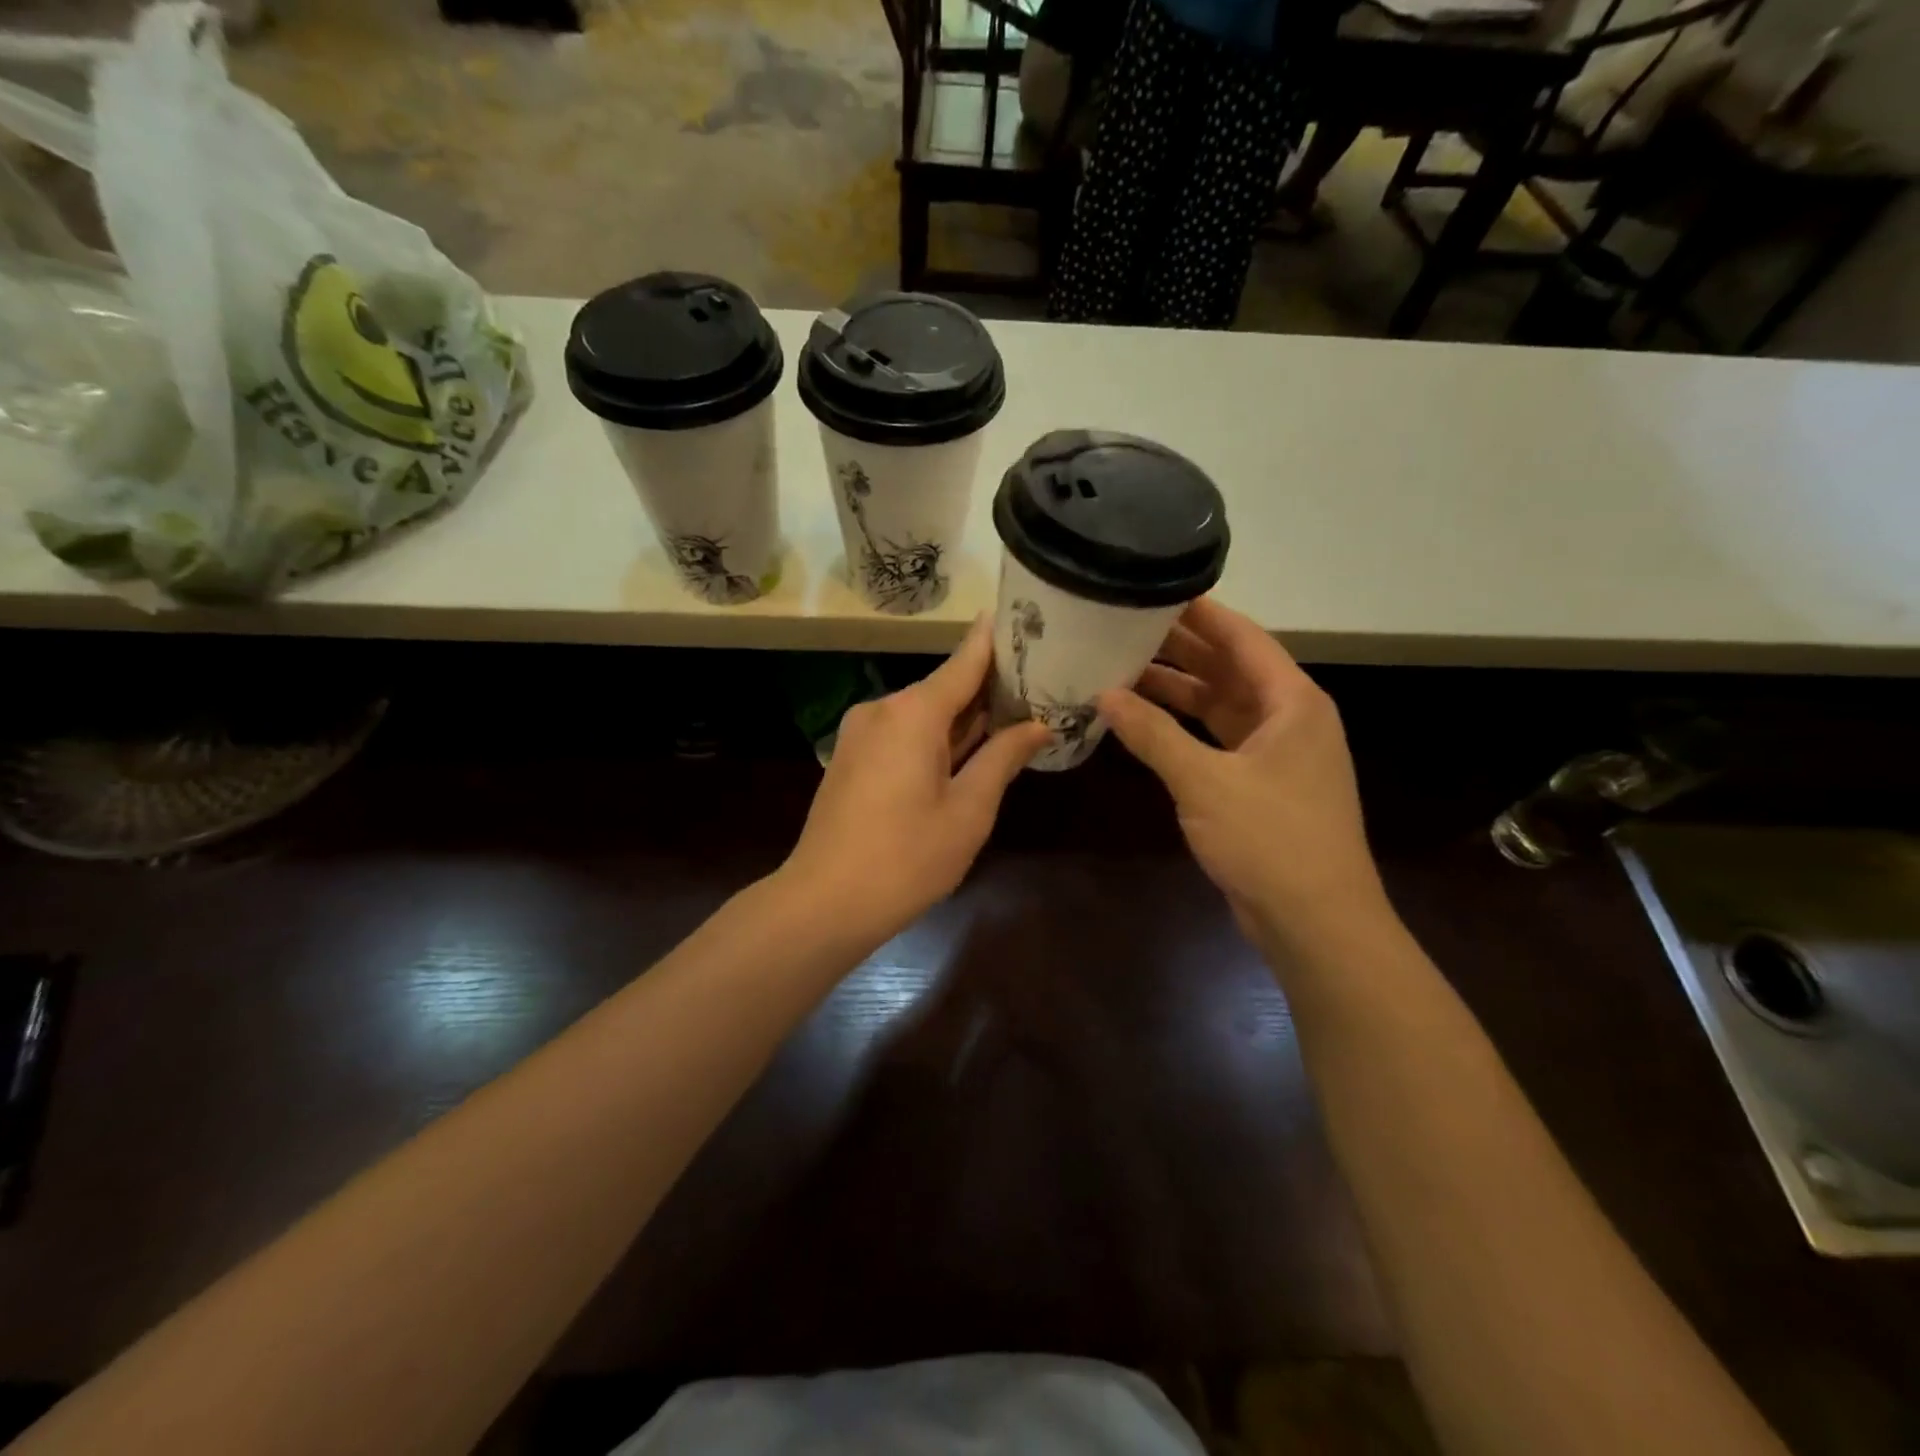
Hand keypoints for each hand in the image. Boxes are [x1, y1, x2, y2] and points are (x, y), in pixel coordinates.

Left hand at [782, 617, 1050, 944]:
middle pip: (945, 687)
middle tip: (1038, 684)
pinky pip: (902, 734)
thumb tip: (1037, 725)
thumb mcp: (969, 810)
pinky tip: (966, 752)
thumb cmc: (907, 858)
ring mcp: (861, 733)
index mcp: (914, 712)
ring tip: (1013, 717)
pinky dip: (935, 738)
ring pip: (924, 714)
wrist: (824, 901)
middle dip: (988, 688)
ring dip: (963, 718)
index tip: (1024, 615)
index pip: (965, 660)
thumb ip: (1003, 758)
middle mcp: (883, 709)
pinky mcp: (852, 758)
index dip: (996, 640)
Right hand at [1097, 599, 1388, 949]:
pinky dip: (1183, 728)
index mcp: (1292, 702)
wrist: (1314, 921)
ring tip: (1123, 667)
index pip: (1243, 638)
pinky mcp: (1259, 784)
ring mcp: (1275, 753)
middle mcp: (1288, 718)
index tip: (1156, 588)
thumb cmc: (1271, 840)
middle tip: (1126, 625)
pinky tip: (1143, 722)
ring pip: (1220, 705)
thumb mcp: (1205, 782)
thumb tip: (1105, 695)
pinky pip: (1216, 739)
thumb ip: (1153, 735)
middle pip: (1230, 668)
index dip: (1201, 613)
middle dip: (1181, 648)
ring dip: (1178, 689)